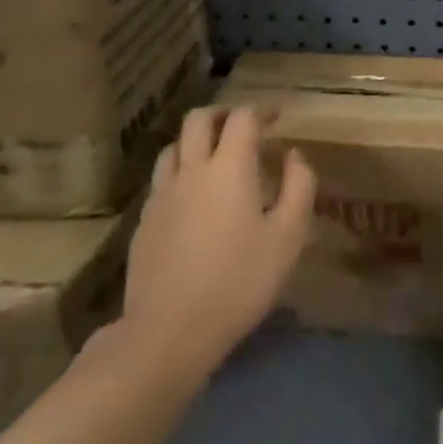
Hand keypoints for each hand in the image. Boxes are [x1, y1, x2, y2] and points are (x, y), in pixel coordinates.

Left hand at [107, 107, 316, 385]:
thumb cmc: (238, 282)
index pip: (242, 117)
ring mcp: (162, 194)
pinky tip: (193, 196)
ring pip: (174, 145)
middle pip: (199, 119)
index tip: (277, 116)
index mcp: (229, 166)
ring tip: (215, 157)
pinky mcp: (144, 221)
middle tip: (244, 126)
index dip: (261, 110)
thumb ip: (298, 187)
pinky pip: (162, 178)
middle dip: (223, 114)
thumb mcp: (288, 237)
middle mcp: (192, 169)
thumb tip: (294, 156)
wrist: (167, 333)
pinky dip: (180, 170)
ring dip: (196, 140)